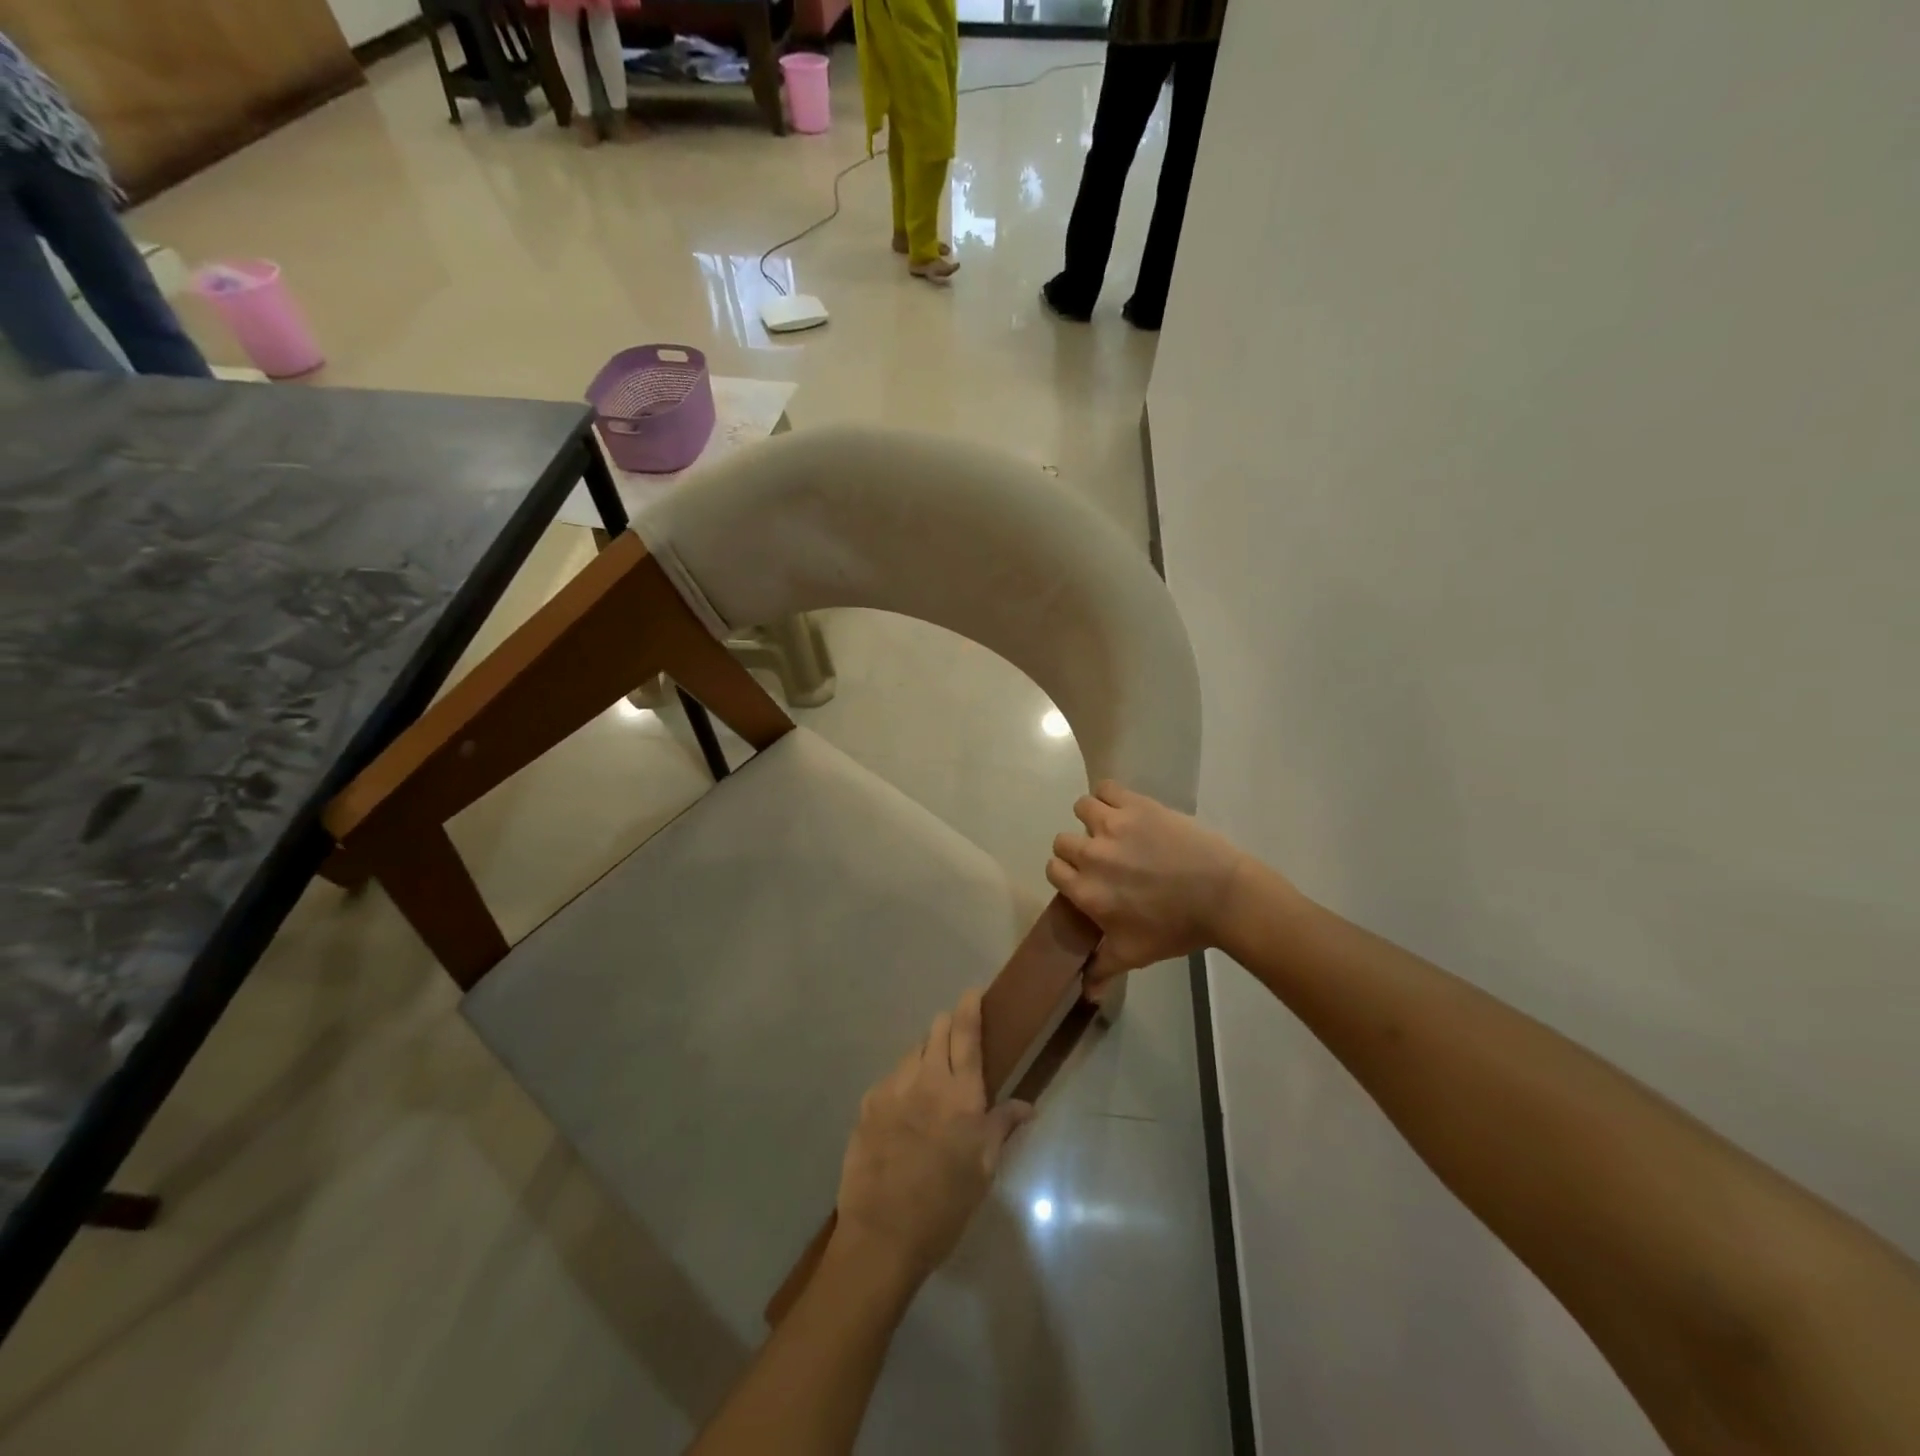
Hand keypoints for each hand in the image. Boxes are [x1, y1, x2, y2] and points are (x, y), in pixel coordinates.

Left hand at [834, 990, 1032, 1284]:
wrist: (882, 1236)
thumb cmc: (945, 1206)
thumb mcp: (984, 1170)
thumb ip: (1002, 1127)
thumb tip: (1027, 1105)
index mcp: (961, 1095)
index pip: (966, 1033)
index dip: (970, 1006)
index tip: (972, 992)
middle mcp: (926, 1080)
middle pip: (937, 1031)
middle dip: (948, 1026)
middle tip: (957, 1038)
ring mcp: (892, 1088)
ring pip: (913, 1052)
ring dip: (926, 1055)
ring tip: (932, 1080)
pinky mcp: (868, 1103)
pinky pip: (892, 1077)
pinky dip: (904, 1080)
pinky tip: (906, 1108)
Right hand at [1047, 781, 1252, 981]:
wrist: (1222, 896)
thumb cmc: (1177, 928)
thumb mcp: (1136, 954)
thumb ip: (1103, 969)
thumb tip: (1085, 992)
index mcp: (1087, 892)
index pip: (1053, 870)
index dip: (1067, 873)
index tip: (1085, 878)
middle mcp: (1092, 856)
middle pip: (1062, 841)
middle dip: (1078, 849)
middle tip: (1103, 857)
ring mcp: (1113, 826)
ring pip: (1081, 808)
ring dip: (1091, 818)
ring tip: (1112, 828)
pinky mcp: (1136, 805)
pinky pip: (1107, 788)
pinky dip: (1110, 795)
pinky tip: (1124, 808)